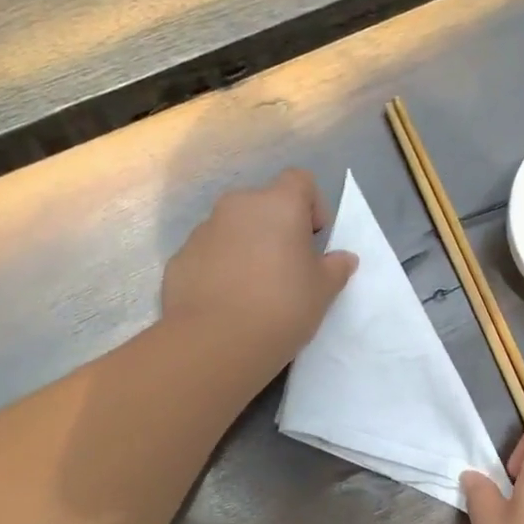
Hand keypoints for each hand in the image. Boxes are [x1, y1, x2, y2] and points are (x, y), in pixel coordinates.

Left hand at [162, 169, 357, 371]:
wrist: (216, 342)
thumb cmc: (282, 307)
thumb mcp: (323, 291)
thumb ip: (335, 268)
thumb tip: (343, 258)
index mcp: (278, 204)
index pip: (300, 181)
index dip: (312, 205)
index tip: (314, 239)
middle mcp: (237, 206)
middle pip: (263, 205)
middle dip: (277, 229)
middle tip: (287, 268)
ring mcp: (203, 230)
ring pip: (233, 229)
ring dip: (247, 248)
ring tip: (254, 290)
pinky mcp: (180, 258)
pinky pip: (209, 255)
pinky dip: (220, 269)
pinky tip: (227, 302)